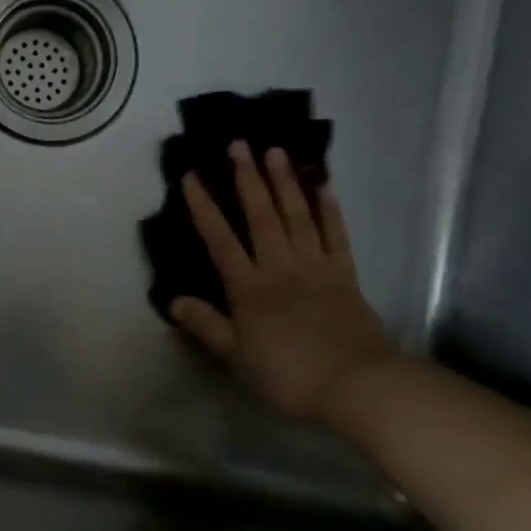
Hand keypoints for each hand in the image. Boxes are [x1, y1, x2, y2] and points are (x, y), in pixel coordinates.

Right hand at [170, 145, 396, 422]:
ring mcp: (315, 268)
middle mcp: (279, 267)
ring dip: (285, 182)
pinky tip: (324, 186)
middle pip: (261, 216)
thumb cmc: (289, 374)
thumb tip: (173, 301)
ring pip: (297, 217)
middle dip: (247, 179)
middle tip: (239, 144)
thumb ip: (206, 325)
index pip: (219, 239)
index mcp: (248, 287)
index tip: (191, 176)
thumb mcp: (236, 357)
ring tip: (276, 151)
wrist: (357, 386)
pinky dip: (330, 210)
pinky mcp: (345, 276)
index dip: (204, 207)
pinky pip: (336, 236)